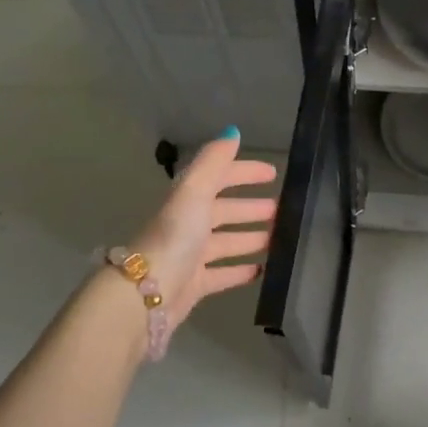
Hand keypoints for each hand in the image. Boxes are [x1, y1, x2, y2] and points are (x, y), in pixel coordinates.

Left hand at [129, 131, 278, 328]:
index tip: (273, 173)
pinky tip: (261, 271)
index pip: (220, 178)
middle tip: (282, 209)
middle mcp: (189, 225)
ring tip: (280, 238)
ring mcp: (191, 256)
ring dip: (251, 237)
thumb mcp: (194, 192)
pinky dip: (241, 271)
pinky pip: (222, 274)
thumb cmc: (174, 238)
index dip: (244, 173)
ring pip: (226, 242)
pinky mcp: (194, 285)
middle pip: (224, 211)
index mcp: (188, 200)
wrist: (145, 294)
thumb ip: (213, 161)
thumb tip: (233, 132)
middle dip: (251, 207)